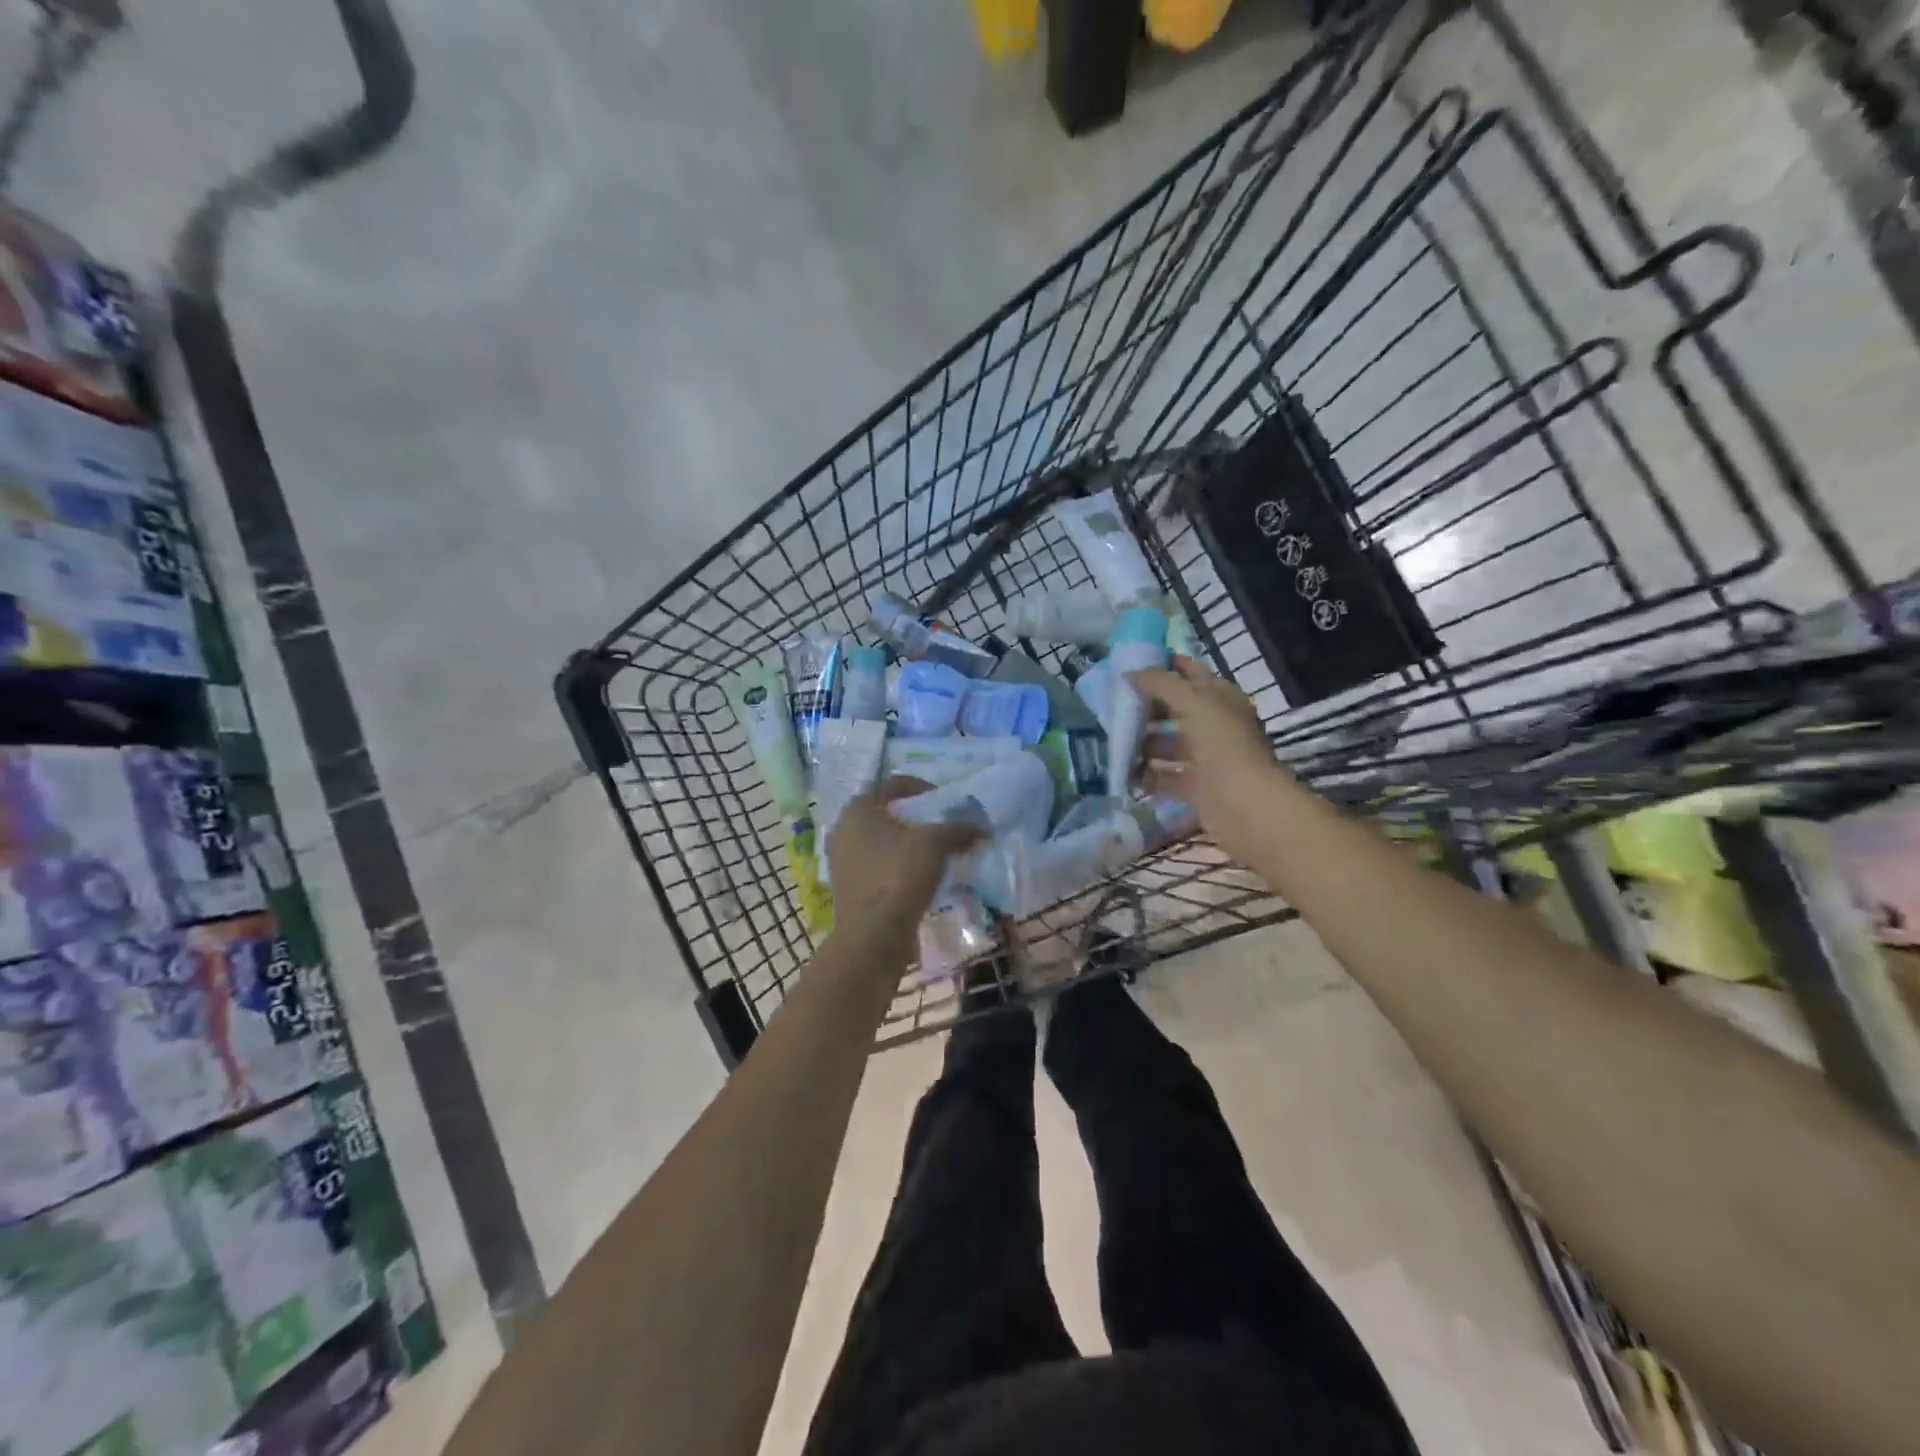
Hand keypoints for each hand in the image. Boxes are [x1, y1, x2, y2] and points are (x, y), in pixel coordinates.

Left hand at [827, 778, 982, 948]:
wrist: (873, 935)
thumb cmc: (899, 874)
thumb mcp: (935, 843)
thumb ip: (958, 829)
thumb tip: (981, 828)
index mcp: (857, 808)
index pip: (892, 784)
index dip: (921, 788)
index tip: (943, 801)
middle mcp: (842, 829)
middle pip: (884, 813)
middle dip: (912, 818)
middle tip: (938, 826)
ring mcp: (841, 860)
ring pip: (879, 842)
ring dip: (904, 844)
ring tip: (932, 854)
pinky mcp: (846, 887)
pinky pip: (875, 866)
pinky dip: (896, 866)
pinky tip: (918, 878)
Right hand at [1128, 656, 1287, 867]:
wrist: (1243, 805)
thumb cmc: (1222, 744)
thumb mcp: (1192, 702)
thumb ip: (1160, 683)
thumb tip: (1130, 672)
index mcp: (1221, 698)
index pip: (1191, 673)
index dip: (1165, 667)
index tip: (1132, 666)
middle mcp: (1215, 725)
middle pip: (1175, 710)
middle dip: (1146, 709)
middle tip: (1114, 707)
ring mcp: (1206, 758)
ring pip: (1168, 745)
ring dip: (1142, 744)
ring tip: (1114, 742)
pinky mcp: (1196, 787)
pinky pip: (1165, 777)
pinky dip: (1146, 776)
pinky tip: (1124, 774)